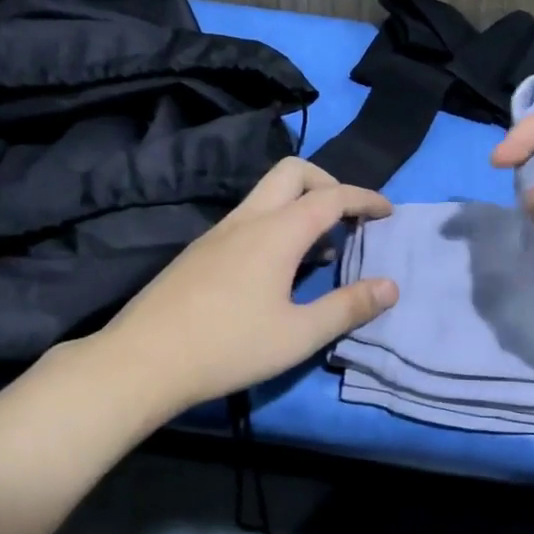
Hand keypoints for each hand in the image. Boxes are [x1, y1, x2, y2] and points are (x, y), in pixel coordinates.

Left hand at [96, 157, 397, 416]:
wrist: (142, 361)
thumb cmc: (228, 347)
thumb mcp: (298, 334)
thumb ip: (348, 307)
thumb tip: (391, 286)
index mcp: (276, 232)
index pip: (331, 196)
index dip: (365, 198)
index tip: (388, 212)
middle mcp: (247, 219)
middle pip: (293, 172)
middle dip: (328, 182)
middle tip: (349, 217)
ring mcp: (218, 232)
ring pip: (267, 194)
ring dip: (301, 204)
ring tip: (322, 247)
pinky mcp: (200, 251)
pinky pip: (249, 217)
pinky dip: (277, 223)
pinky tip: (279, 269)